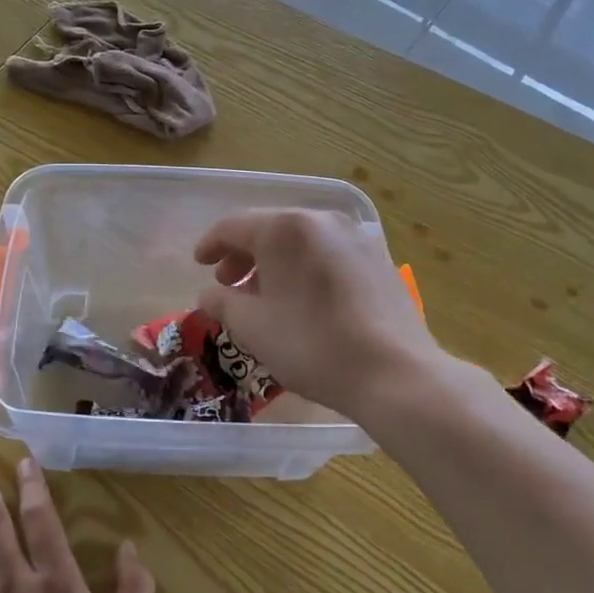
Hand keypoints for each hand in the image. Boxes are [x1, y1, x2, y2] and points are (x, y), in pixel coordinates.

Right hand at [193, 208, 443, 417]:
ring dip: (274, 264)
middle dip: (243, 255)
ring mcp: (355, 237)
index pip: (234, 226)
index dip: (210, 244)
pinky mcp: (378, 259)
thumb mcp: (253, 327)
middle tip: (227, 284)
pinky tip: (302, 300)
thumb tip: (209, 294)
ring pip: (301, 242)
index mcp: (285, 228)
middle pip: (270, 229)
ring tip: (263, 296)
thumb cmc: (312, 345)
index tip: (198, 264)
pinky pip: (328, 254)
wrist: (395, 373)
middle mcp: (321, 220)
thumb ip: (222, 303)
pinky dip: (305, 269)